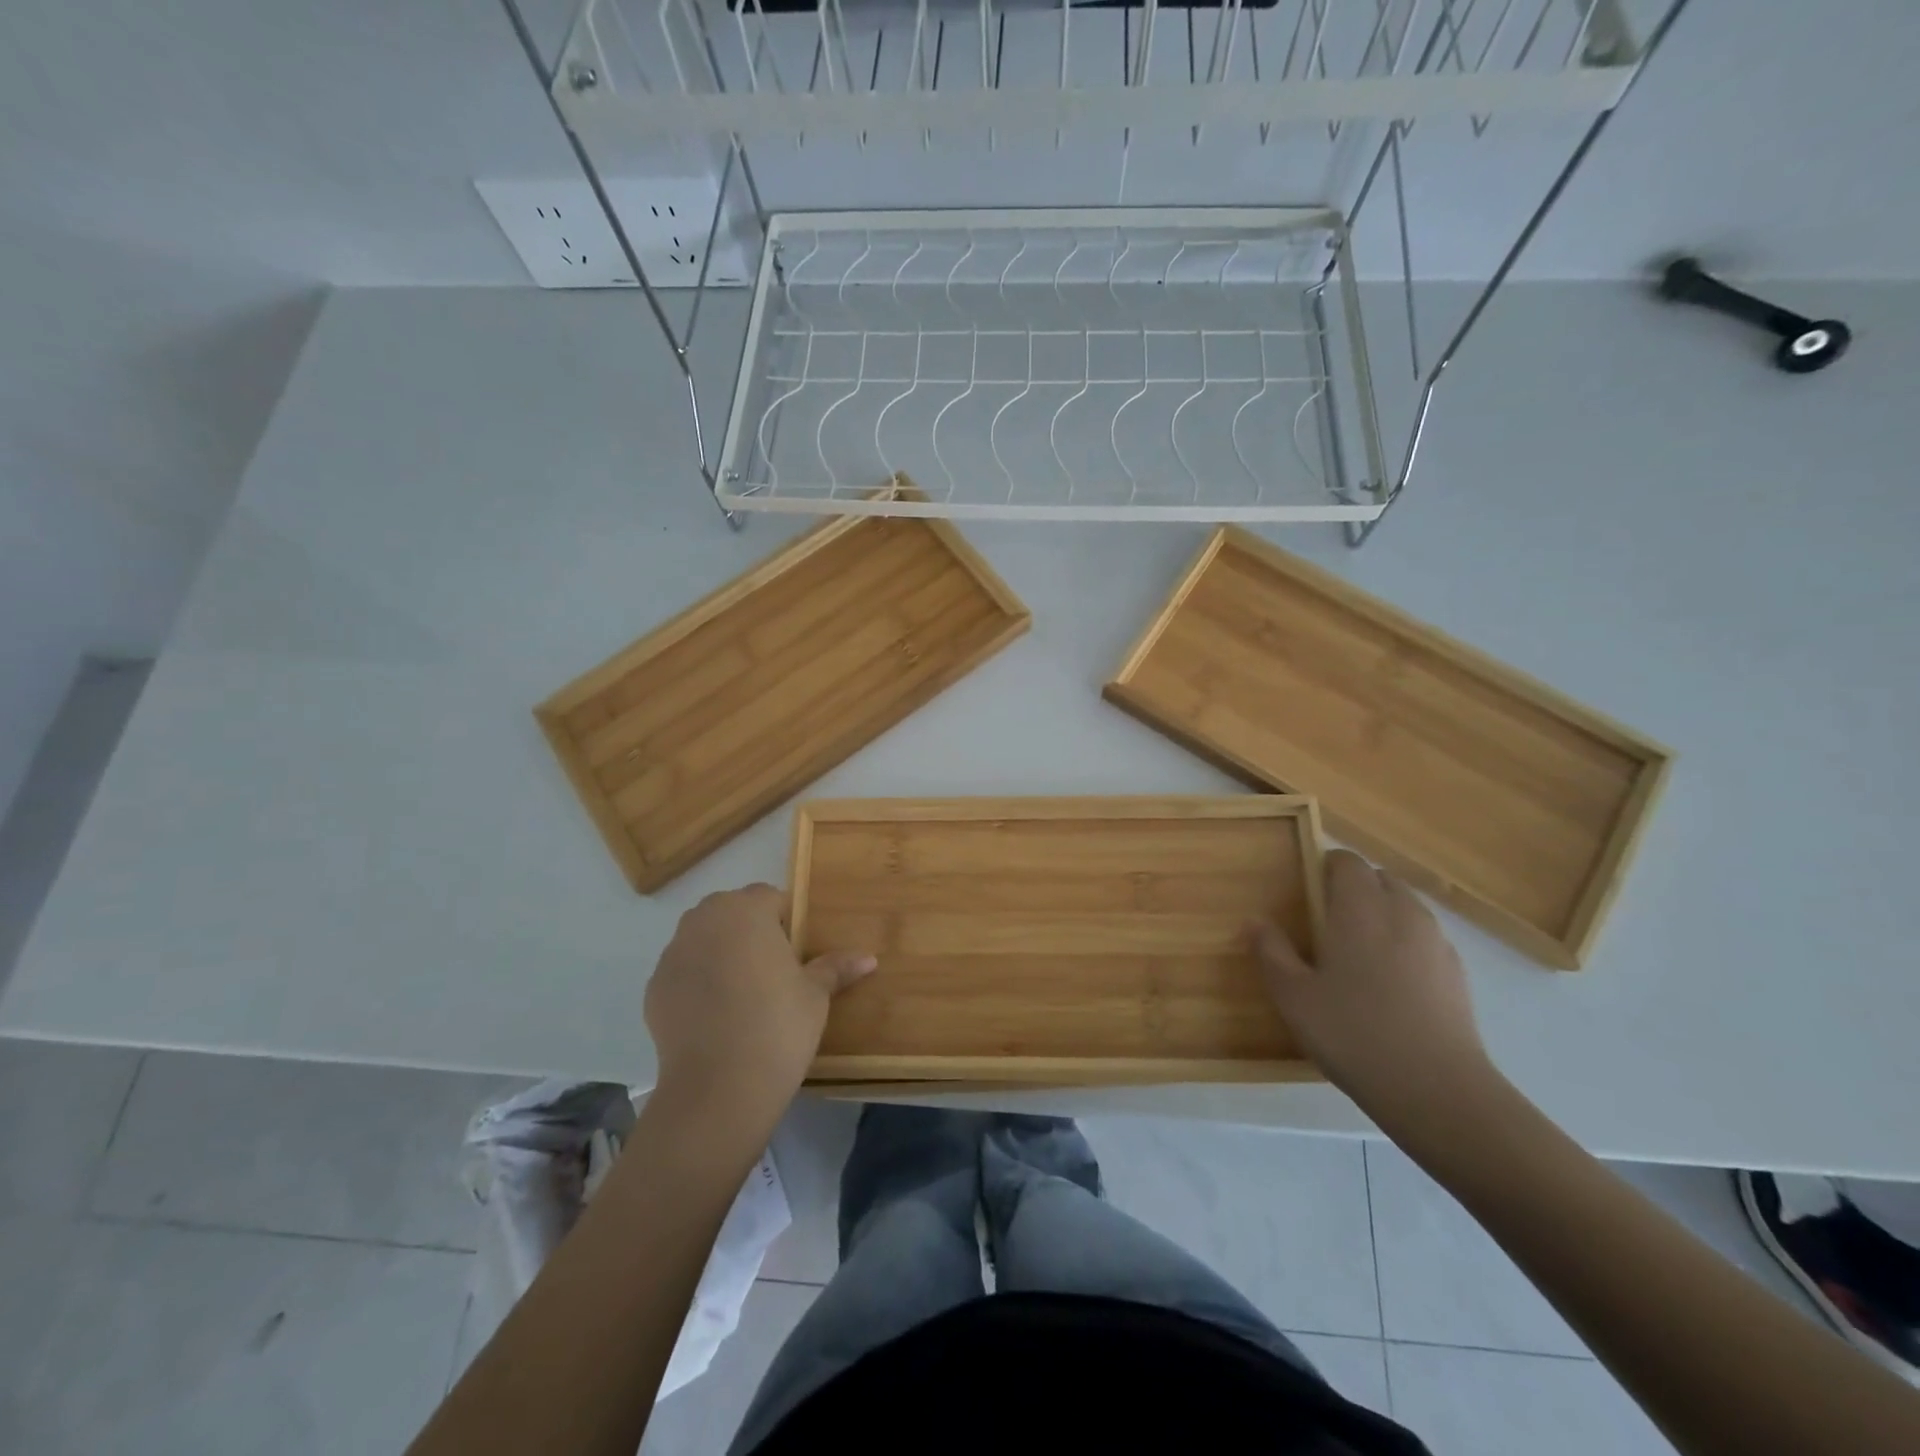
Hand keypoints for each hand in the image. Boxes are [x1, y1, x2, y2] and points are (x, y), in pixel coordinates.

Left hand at [644, 884, 874, 1137]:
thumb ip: (836, 967)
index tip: (797, 952)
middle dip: (750, 932)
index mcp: (746, 911)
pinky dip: (698, 983)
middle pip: (731, 912)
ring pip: (704, 940)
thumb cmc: (778, 1026)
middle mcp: (704, 920)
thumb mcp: (815, 995)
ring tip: (743, 994)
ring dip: (721, 954)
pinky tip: (716, 1017)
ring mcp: (673, 954)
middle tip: (773, 971)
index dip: (785, 920)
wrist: (717, 1088)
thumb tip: (869, 958)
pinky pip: (683, 972)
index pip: (769, 897)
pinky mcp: (654, 987)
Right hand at [1251, 850, 1498, 1141]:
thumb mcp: (1294, 996)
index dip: (1325, 868)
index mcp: (1360, 908)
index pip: (1347, 862)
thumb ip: (1271, 951)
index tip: (1306, 894)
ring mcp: (1436, 942)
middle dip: (1354, 889)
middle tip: (1327, 925)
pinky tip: (1390, 986)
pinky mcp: (1458, 973)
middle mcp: (1402, 913)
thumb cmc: (1354, 1033)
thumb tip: (1255, 920)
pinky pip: (1424, 939)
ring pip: (1405, 907)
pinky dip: (1405, 944)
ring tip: (1358, 955)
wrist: (1439, 1092)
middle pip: (1379, 879)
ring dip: (1381, 915)